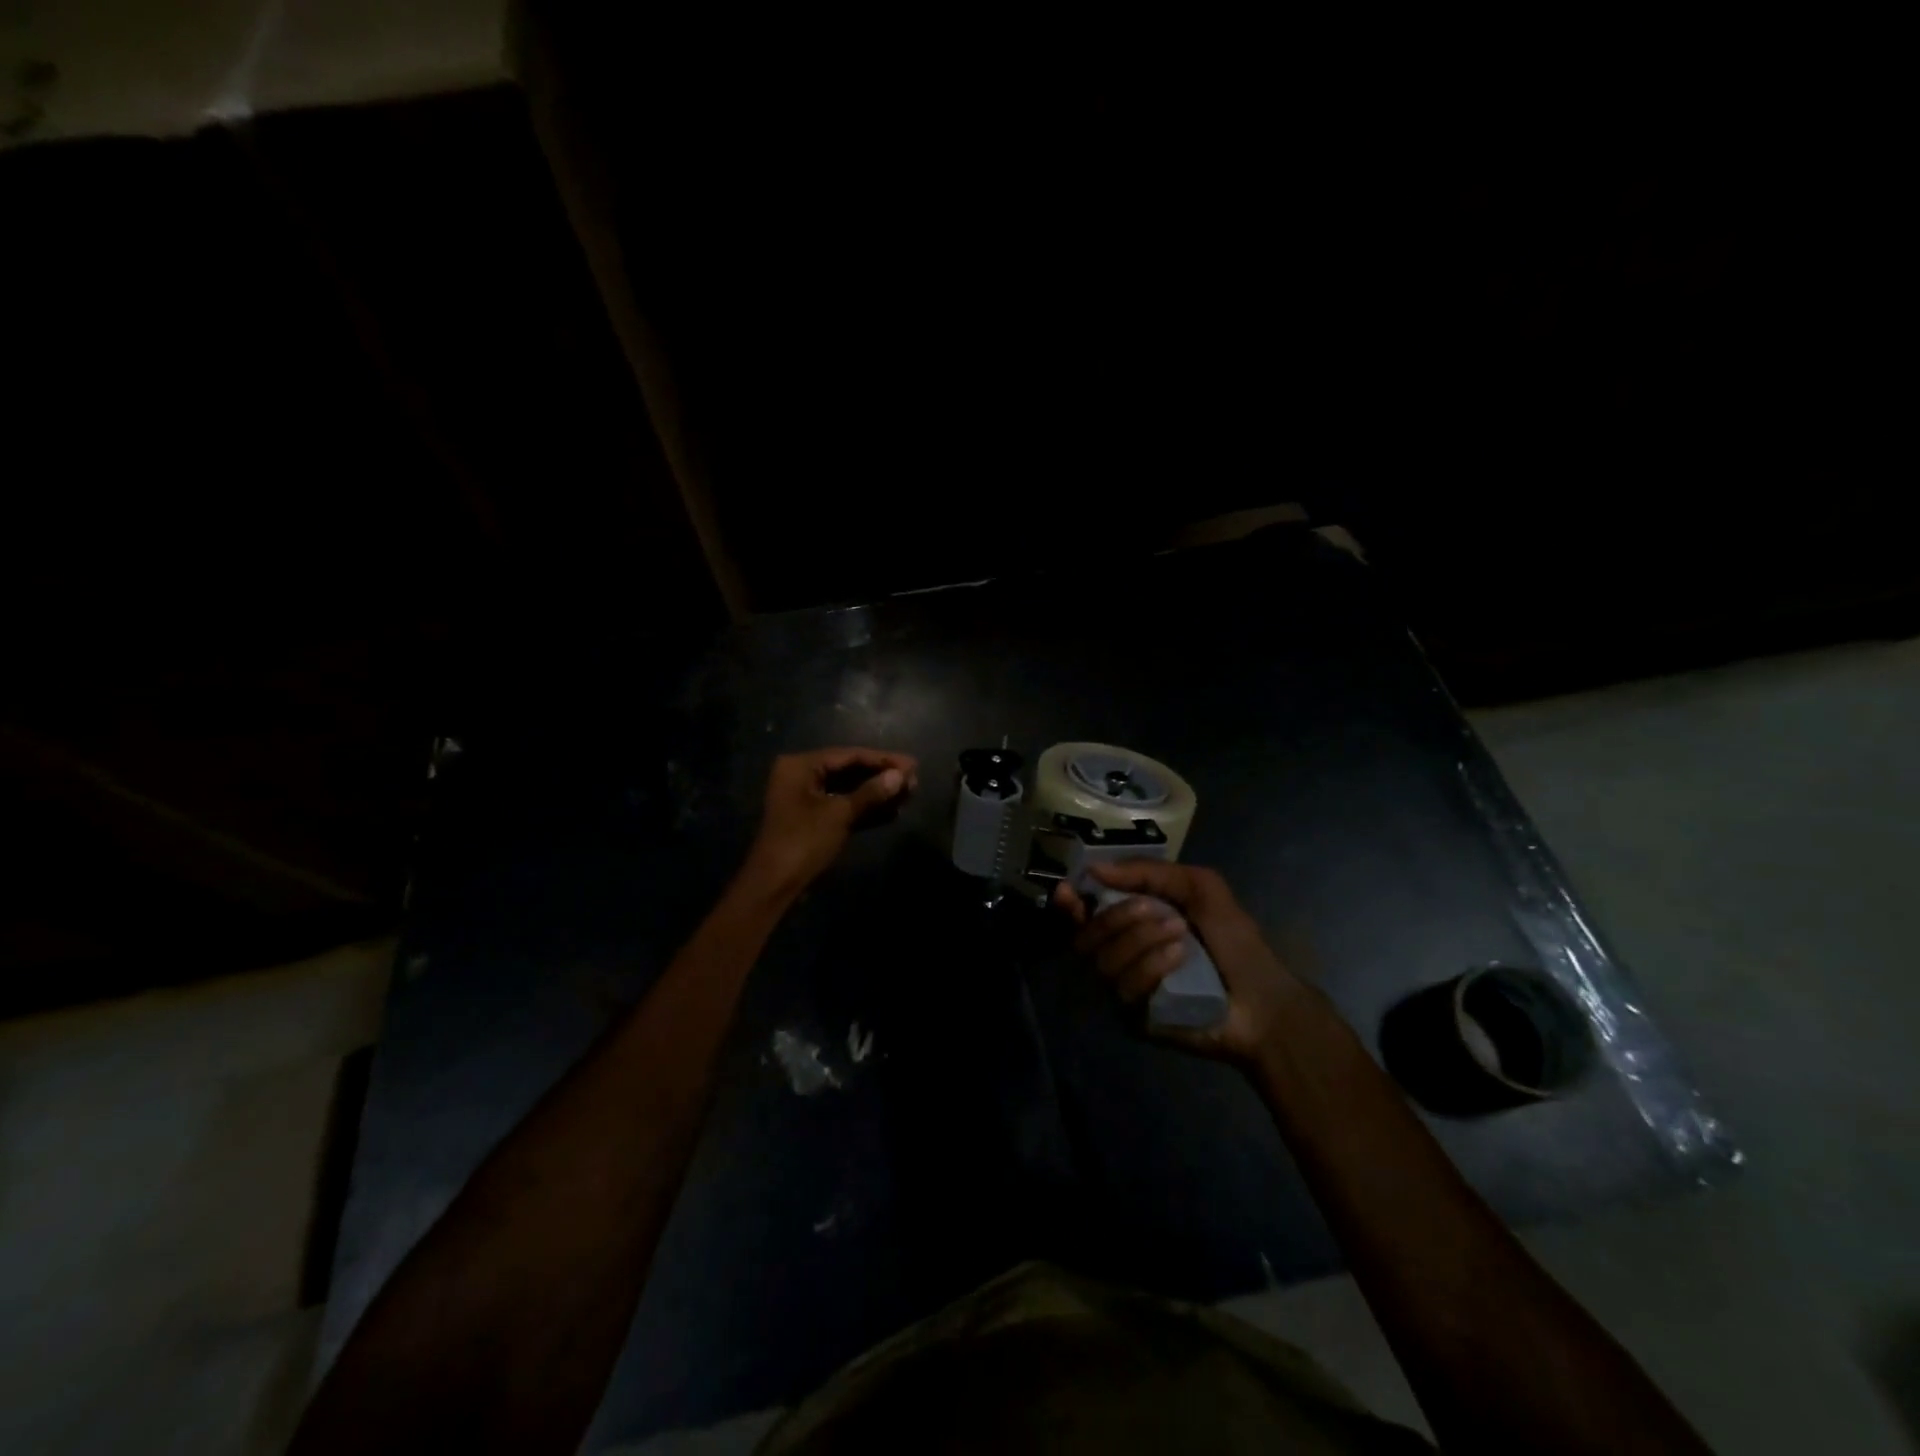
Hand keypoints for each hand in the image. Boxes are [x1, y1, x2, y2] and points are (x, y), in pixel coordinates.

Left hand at [740, 747, 917, 896]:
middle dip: (882, 777)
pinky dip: (865, 810)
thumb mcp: (839, 814)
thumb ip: (871, 793)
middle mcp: (802, 776)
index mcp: (801, 766)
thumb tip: (900, 776)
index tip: (913, 765)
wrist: (774, 885)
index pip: (849, 756)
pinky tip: (892, 812)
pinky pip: (843, 807)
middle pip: (850, 771)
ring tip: (909, 795)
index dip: (883, 760)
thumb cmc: (803, 842)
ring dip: (877, 794)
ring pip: (848, 790)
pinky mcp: (813, 820)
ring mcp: (807, 799)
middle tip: (914, 780)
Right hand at [1055, 861, 1307, 1063]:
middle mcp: (1118, 955)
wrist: (1265, 1000)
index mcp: (1129, 924)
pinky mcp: (1133, 1019)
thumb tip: (1095, 868)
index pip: (1082, 915)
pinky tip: (1180, 959)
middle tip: (1153, 909)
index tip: (1069, 892)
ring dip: (1141, 940)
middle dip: (1117, 917)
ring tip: (1180, 935)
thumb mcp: (1199, 888)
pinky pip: (1123, 989)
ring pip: (1103, 961)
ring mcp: (1123, 990)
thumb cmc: (1234, 941)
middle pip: (1085, 937)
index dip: (1070, 903)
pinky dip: (1151, 967)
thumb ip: (1149, 872)